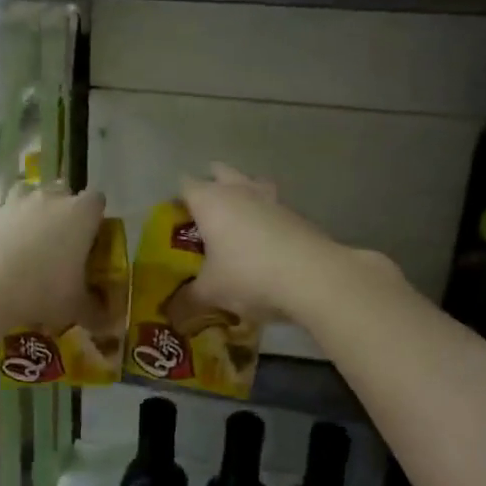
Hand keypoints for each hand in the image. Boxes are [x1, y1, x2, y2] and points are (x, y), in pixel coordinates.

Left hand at [0, 181, 104, 331]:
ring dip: (24, 205)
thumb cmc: (43, 291)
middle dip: (61, 206)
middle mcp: (48, 199)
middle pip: (61, 189)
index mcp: (80, 215)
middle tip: (58, 236)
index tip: (91, 235)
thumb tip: (110, 324)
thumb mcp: (76, 308)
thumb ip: (96, 312)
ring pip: (22, 190)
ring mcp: (13, 202)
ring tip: (22, 230)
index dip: (95, 216)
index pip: (97, 200)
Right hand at [180, 164, 353, 322]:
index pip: (185, 185)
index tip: (175, 221)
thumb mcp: (211, 292)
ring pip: (251, 183)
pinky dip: (266, 216)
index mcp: (210, 201)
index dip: (178, 200)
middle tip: (205, 215)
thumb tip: (173, 312)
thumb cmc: (248, 275)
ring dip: (243, 194)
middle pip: (220, 173)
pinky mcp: (296, 213)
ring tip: (238, 220)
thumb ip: (188, 298)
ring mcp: (271, 199)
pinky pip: (273, 206)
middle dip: (211, 186)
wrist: (313, 278)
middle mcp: (238, 191)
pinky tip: (265, 240)